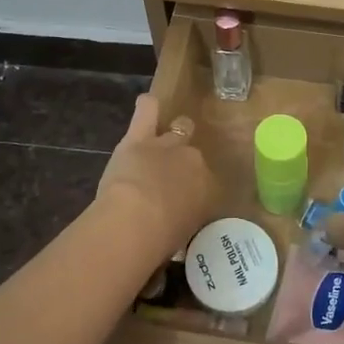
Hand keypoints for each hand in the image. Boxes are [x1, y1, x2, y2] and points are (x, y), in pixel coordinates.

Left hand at [96, 94, 215, 255]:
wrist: (136, 221)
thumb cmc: (161, 240)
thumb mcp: (181, 236)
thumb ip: (181, 221)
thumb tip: (174, 226)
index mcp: (207, 188)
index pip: (205, 182)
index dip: (192, 189)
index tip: (182, 202)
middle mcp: (192, 161)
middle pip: (192, 155)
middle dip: (182, 164)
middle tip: (168, 178)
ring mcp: (166, 145)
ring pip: (177, 130)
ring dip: (170, 136)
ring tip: (161, 142)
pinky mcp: (140, 137)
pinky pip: (148, 111)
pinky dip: (148, 106)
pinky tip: (147, 103)